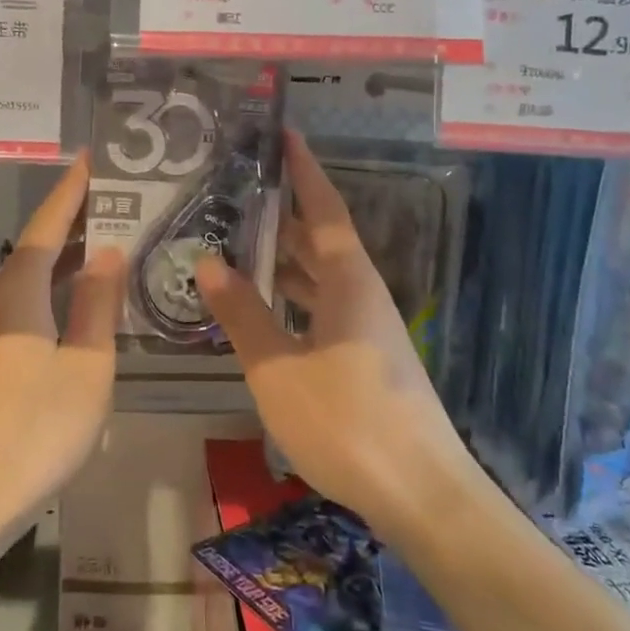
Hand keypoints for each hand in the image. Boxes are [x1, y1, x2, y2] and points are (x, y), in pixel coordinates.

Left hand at [0, 155, 124, 540]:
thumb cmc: (37, 432)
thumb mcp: (86, 367)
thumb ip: (97, 304)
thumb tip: (108, 249)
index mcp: (18, 293)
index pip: (48, 225)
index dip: (71, 190)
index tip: (91, 157)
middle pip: (35, 248)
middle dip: (73, 221)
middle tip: (115, 199)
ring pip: (27, 279)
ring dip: (63, 257)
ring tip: (103, 242)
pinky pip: (21, 306)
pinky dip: (50, 290)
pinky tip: (73, 303)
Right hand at [196, 131, 474, 540]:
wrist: (422, 495)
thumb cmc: (348, 423)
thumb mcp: (278, 369)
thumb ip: (243, 314)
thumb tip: (207, 261)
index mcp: (348, 281)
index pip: (325, 208)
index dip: (303, 171)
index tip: (284, 135)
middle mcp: (362, 293)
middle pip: (321, 238)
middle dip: (283, 212)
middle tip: (235, 189)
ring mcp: (368, 327)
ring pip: (321, 276)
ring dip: (284, 256)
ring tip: (236, 239)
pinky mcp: (366, 356)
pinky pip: (322, 306)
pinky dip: (292, 295)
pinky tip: (262, 305)